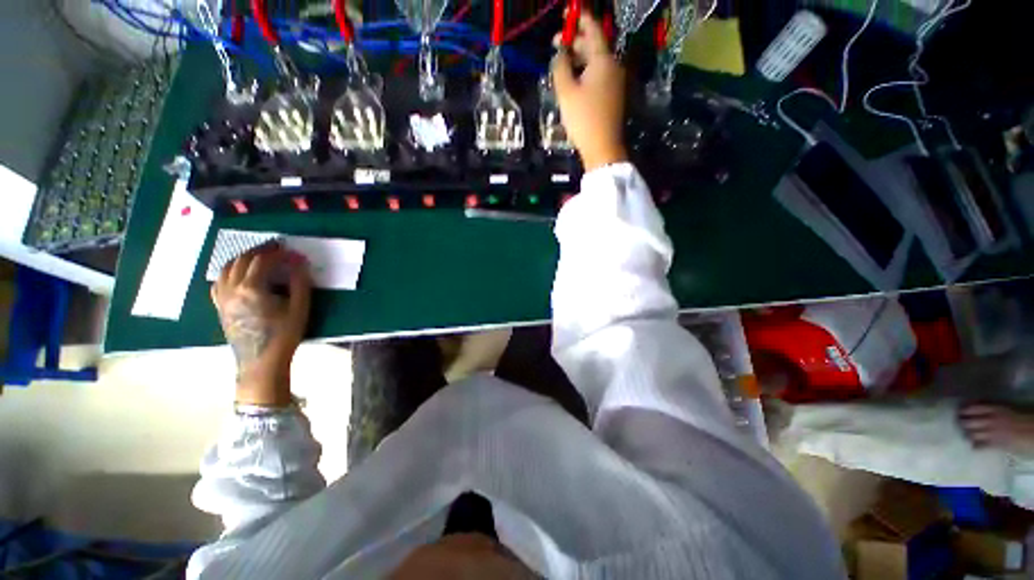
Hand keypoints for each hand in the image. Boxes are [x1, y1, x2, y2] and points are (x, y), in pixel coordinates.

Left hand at [211, 244, 311, 406]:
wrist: (261, 362)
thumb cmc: (284, 335)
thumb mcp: (299, 308)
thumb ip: (299, 283)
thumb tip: (299, 262)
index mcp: (252, 288)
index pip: (262, 260)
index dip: (277, 252)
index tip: (290, 249)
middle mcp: (232, 288)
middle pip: (242, 260)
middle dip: (259, 250)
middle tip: (275, 246)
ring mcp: (222, 297)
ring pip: (227, 268)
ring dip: (242, 257)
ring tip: (257, 255)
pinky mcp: (219, 306)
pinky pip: (219, 281)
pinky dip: (229, 271)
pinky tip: (238, 273)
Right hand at [551, 14, 627, 171]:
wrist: (603, 148)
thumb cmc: (583, 118)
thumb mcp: (566, 92)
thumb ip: (560, 67)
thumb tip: (559, 53)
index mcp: (603, 59)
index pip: (592, 29)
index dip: (579, 19)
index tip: (568, 14)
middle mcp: (613, 66)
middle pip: (594, 46)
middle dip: (575, 42)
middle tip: (556, 44)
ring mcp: (615, 82)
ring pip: (596, 62)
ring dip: (579, 59)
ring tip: (562, 64)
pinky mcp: (614, 96)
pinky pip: (599, 76)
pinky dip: (586, 73)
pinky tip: (574, 80)